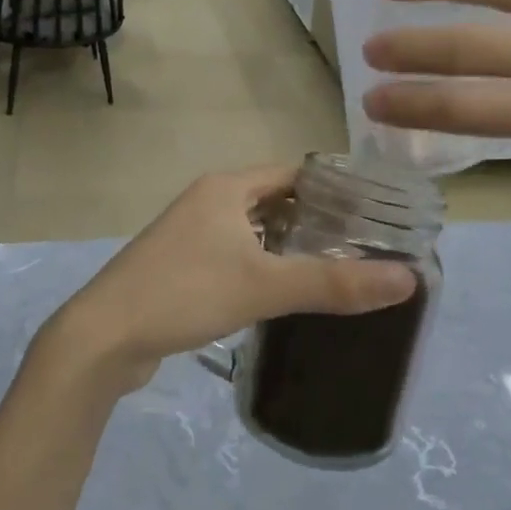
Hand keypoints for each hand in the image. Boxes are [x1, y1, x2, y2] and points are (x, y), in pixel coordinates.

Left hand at [38, 165, 417, 395]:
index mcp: (226, 188)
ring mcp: (190, 235)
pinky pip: (235, 257)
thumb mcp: (264, 285)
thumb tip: (408, 279)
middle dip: (317, 221)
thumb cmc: (184, 293)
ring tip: (338, 271)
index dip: (335, 187)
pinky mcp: (181, 268)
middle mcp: (208, 202)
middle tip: (366, 247)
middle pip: (276, 202)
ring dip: (289, 247)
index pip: (294, 173)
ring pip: (254, 232)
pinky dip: (263, 268)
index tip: (376, 212)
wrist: (102, 337)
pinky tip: (286, 295)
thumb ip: (334, 282)